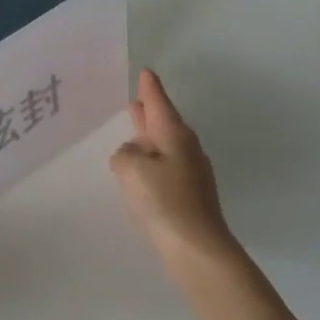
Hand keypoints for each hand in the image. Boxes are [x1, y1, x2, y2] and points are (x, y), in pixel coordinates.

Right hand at [110, 68, 241, 276]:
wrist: (196, 246)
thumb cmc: (164, 201)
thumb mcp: (132, 170)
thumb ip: (124, 155)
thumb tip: (130, 156)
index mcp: (174, 136)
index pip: (159, 105)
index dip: (150, 89)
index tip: (146, 72)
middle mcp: (185, 150)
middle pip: (163, 124)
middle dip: (149, 114)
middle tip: (135, 101)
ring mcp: (189, 174)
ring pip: (163, 148)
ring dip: (147, 140)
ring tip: (131, 136)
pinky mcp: (187, 196)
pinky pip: (163, 169)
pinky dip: (150, 164)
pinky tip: (139, 174)